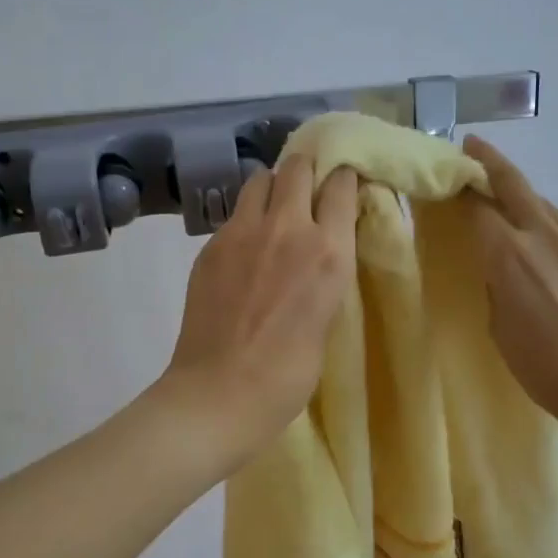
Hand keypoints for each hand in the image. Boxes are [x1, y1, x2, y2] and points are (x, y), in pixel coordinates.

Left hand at [163, 153, 358, 466]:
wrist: (220, 392)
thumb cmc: (288, 374)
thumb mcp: (327, 317)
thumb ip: (325, 272)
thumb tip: (320, 251)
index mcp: (329, 251)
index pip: (342, 184)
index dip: (344, 179)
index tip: (345, 185)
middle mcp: (288, 228)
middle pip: (298, 166)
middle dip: (308, 169)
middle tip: (309, 188)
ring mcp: (243, 232)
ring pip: (261, 178)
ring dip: (273, 186)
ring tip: (275, 210)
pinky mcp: (211, 244)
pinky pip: (235, 212)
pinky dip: (247, 218)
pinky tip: (247, 247)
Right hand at [463, 136, 557, 434]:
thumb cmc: (542, 364)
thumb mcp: (498, 326)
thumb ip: (495, 284)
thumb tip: (496, 265)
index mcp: (508, 254)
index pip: (477, 206)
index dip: (459, 188)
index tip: (443, 177)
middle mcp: (540, 235)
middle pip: (512, 183)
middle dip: (489, 161)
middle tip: (471, 146)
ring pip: (539, 199)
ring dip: (517, 187)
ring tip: (500, 188)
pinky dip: (539, 211)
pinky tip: (534, 224)